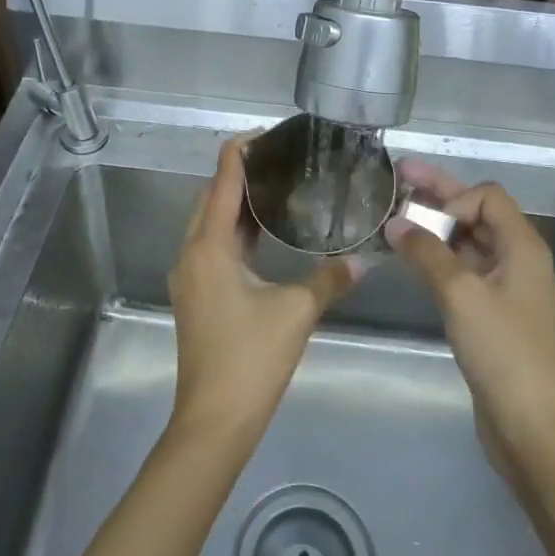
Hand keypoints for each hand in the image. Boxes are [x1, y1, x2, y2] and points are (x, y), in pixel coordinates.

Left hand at [166, 137, 359, 447]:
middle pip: (210, 198)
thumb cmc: (251, 359)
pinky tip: (264, 235)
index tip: (268, 134)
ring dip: (236, 204)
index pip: (222, 181)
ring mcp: (190, 276)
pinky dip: (234, 232)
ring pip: (209, 224)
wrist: (213, 420)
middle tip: (280, 160)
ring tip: (276, 189)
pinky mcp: (196, 296)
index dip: (240, 152)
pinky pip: (212, 247)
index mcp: (210, 247)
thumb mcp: (296, 313)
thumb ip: (329, 280)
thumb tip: (364, 260)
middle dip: (239, 174)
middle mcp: (192, 253)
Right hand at [387, 161, 554, 460]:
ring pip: (469, 244)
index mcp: (523, 247)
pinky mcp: (494, 316)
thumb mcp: (462, 296)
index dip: (454, 197)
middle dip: (438, 195)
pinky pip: (465, 272)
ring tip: (395, 220)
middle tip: (398, 175)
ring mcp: (507, 290)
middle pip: (477, 215)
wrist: (534, 428)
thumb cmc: (504, 353)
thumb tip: (395, 222)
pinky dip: (439, 261)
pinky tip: (413, 263)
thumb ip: (427, 254)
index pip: (487, 196)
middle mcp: (519, 261)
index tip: (425, 223)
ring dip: (436, 230)